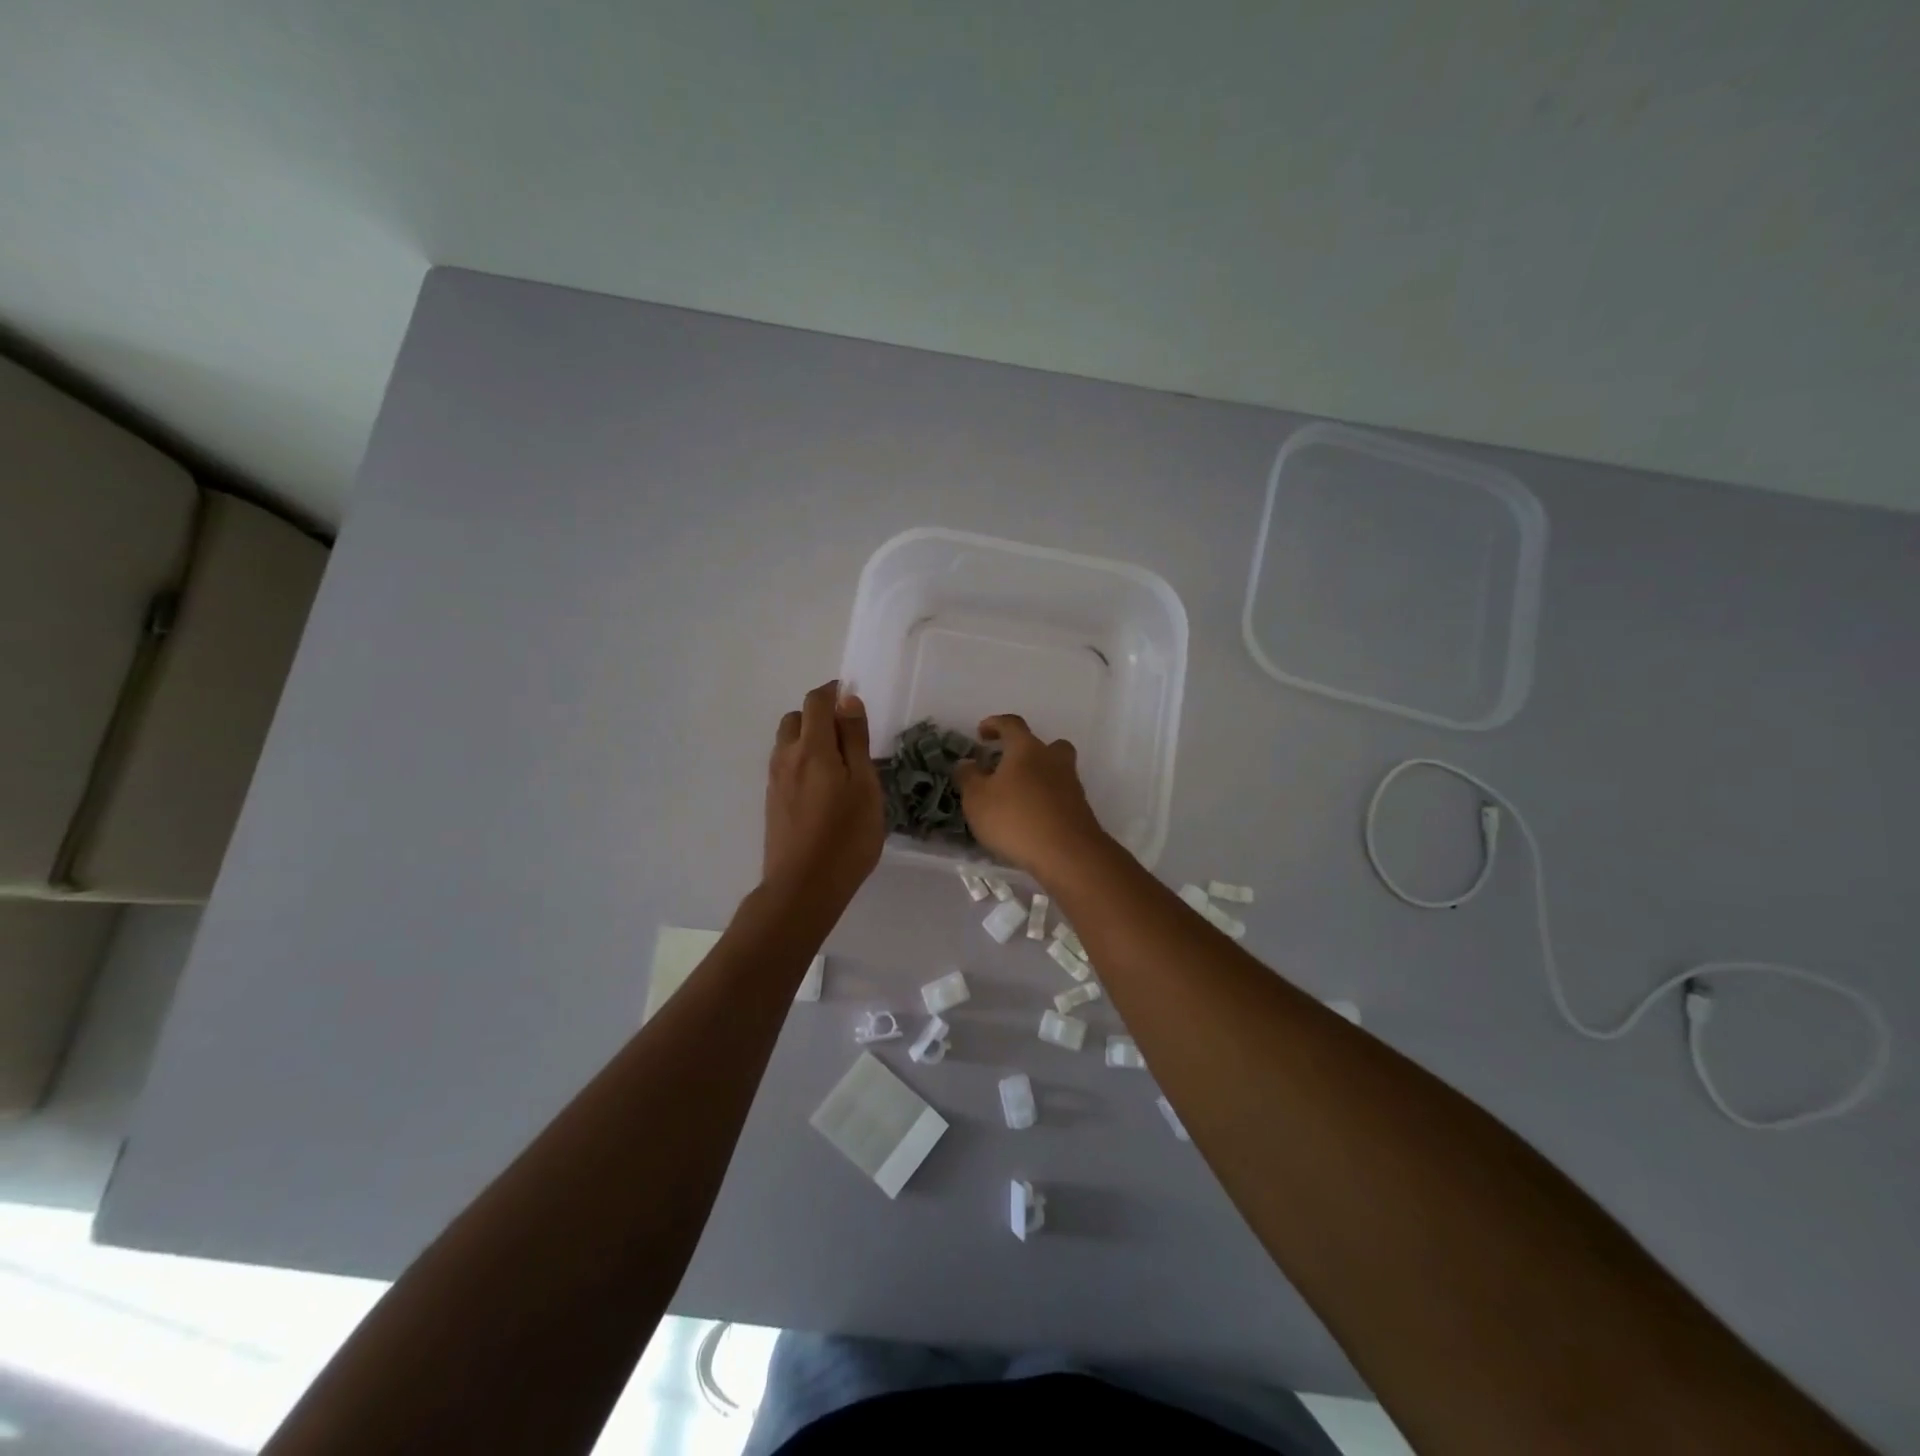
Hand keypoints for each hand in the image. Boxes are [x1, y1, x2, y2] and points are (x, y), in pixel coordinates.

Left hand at [764, 682, 885, 905]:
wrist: (803, 887)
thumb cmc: (846, 836)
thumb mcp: (864, 785)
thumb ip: (855, 741)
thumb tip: (847, 701)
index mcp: (811, 748)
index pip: (815, 702)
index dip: (833, 692)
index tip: (852, 699)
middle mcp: (786, 757)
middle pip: (796, 719)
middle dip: (818, 715)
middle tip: (848, 735)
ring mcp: (775, 781)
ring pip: (787, 743)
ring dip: (809, 739)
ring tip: (838, 764)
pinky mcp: (773, 802)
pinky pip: (786, 766)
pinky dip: (803, 762)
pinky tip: (823, 788)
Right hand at [954, 714, 1108, 876]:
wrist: (1067, 854)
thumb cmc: (1015, 819)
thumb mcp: (977, 799)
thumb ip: (968, 777)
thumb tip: (967, 763)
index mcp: (1026, 748)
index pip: (1011, 724)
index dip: (995, 724)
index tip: (981, 733)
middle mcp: (1052, 759)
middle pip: (1044, 745)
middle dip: (1026, 751)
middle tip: (1008, 765)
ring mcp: (1071, 784)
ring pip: (1055, 770)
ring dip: (1038, 777)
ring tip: (1017, 796)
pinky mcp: (1080, 809)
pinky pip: (1059, 795)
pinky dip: (1046, 800)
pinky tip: (1031, 819)